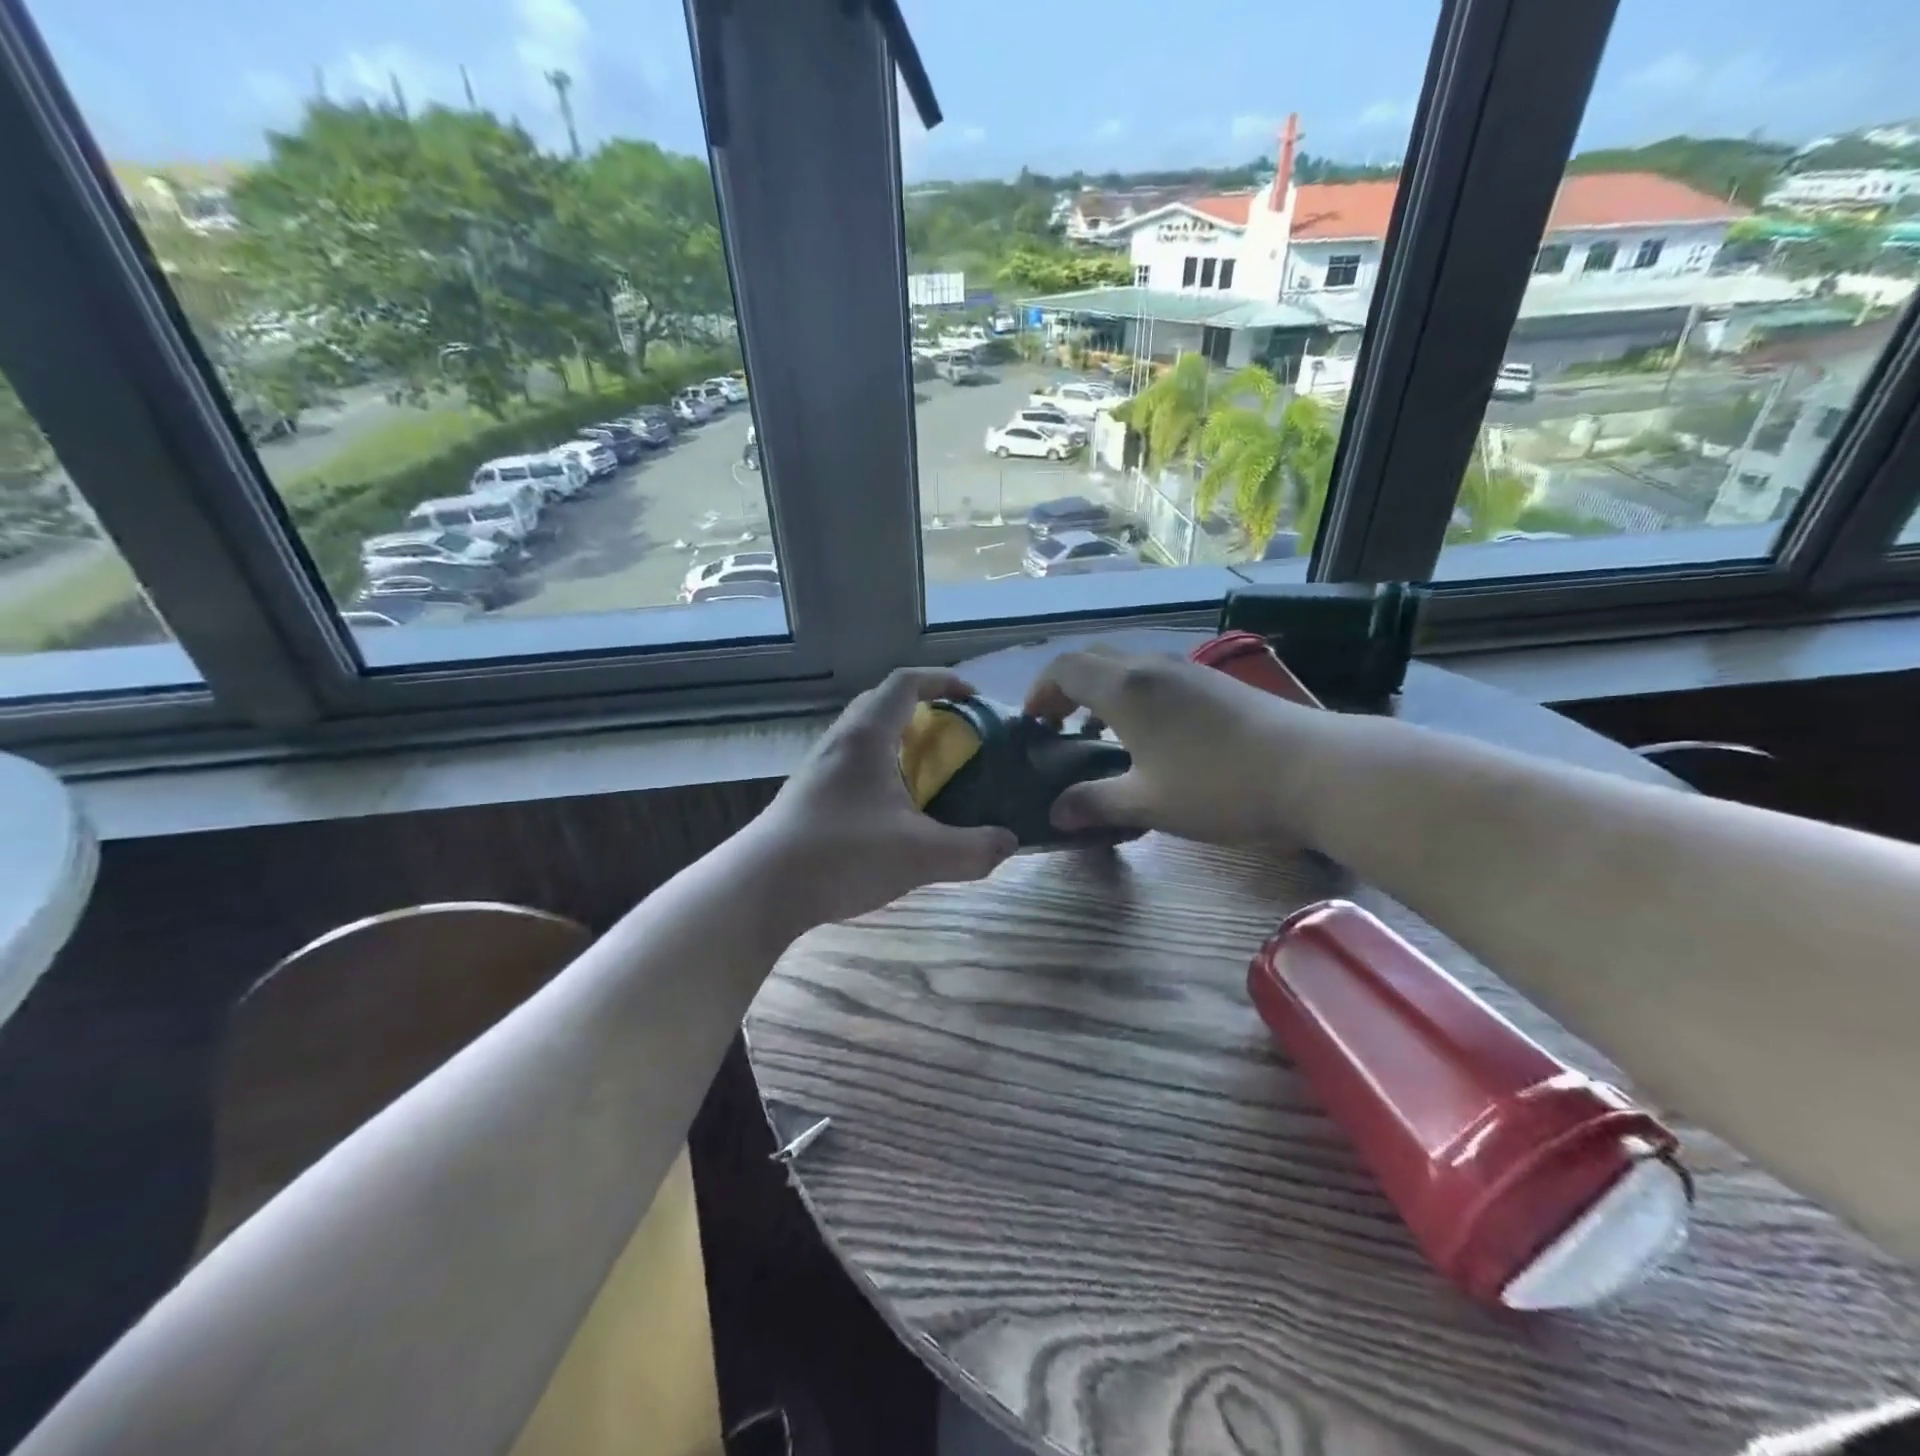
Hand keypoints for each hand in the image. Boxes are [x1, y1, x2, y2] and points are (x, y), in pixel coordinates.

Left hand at [747, 668, 1019, 932]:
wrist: (760, 888)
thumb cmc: (841, 855)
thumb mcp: (919, 855)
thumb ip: (972, 849)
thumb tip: (1010, 842)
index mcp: (867, 736)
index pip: (906, 683)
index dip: (942, 681)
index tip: (973, 697)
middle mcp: (840, 741)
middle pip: (883, 703)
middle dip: (923, 710)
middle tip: (954, 736)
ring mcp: (819, 767)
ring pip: (864, 734)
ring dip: (899, 741)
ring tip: (929, 771)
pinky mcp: (808, 794)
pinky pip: (852, 763)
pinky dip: (881, 769)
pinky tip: (894, 807)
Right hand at [1024, 646, 1312, 844]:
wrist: (1312, 769)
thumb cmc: (1218, 786)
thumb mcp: (1147, 803)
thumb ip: (1094, 804)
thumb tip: (1055, 813)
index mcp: (1124, 688)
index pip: (1064, 668)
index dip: (1039, 692)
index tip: (1034, 725)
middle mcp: (1150, 666)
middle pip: (1091, 659)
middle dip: (1066, 688)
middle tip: (1060, 728)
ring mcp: (1186, 669)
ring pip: (1126, 665)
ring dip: (1101, 691)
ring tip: (1100, 734)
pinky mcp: (1214, 681)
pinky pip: (1154, 675)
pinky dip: (1133, 695)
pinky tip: (1150, 736)